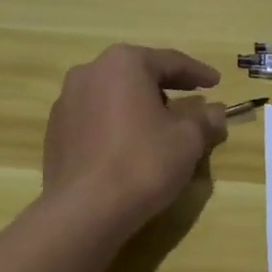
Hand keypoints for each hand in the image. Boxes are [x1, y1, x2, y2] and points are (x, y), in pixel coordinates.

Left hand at [43, 45, 228, 229]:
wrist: (83, 210)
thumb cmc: (142, 162)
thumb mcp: (188, 140)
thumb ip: (205, 120)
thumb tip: (216, 112)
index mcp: (123, 63)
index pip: (170, 61)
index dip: (197, 73)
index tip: (216, 82)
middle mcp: (89, 72)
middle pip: (138, 75)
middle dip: (165, 89)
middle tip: (190, 104)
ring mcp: (66, 102)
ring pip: (114, 97)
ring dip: (139, 108)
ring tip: (159, 129)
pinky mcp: (55, 132)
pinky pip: (95, 120)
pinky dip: (116, 126)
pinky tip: (129, 149)